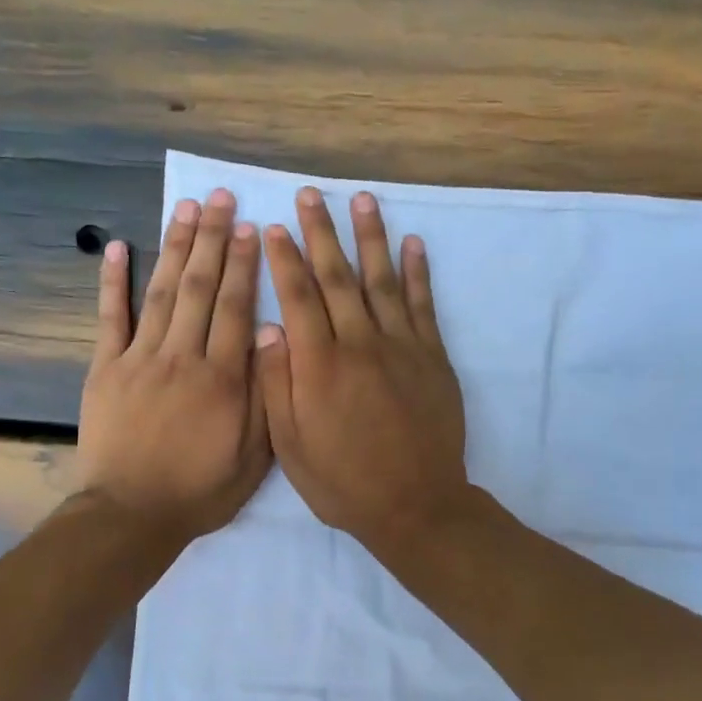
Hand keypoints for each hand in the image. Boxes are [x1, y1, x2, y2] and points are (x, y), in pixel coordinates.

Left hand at [77, 189, 270, 541]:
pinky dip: (113, 281)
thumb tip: (273, 337)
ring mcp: (139, 359)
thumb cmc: (200, 490)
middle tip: (221, 199)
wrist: (131, 515)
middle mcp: (182, 357)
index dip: (245, 265)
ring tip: (186, 208)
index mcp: (222, 378)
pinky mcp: (105, 369)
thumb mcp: (253, 457)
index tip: (251, 228)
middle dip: (213, 239)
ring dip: (175, 247)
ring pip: (162, 292)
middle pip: (201, 288)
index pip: (237, 308)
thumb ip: (265, 396)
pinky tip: (118, 247)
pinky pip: (110, 318)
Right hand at [256, 187, 470, 554]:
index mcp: (319, 365)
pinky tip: (413, 243)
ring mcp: (402, 347)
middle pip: (337, 277)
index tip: (273, 227)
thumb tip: (267, 330)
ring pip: (382, 280)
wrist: (415, 506)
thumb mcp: (291, 447)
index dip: (284, 259)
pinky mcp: (433, 358)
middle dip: (321, 233)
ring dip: (370, 237)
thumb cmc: (343, 482)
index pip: (298, 298)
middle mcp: (360, 344)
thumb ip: (277, 385)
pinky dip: (418, 272)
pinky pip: (424, 305)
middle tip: (310, 195)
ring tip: (362, 200)